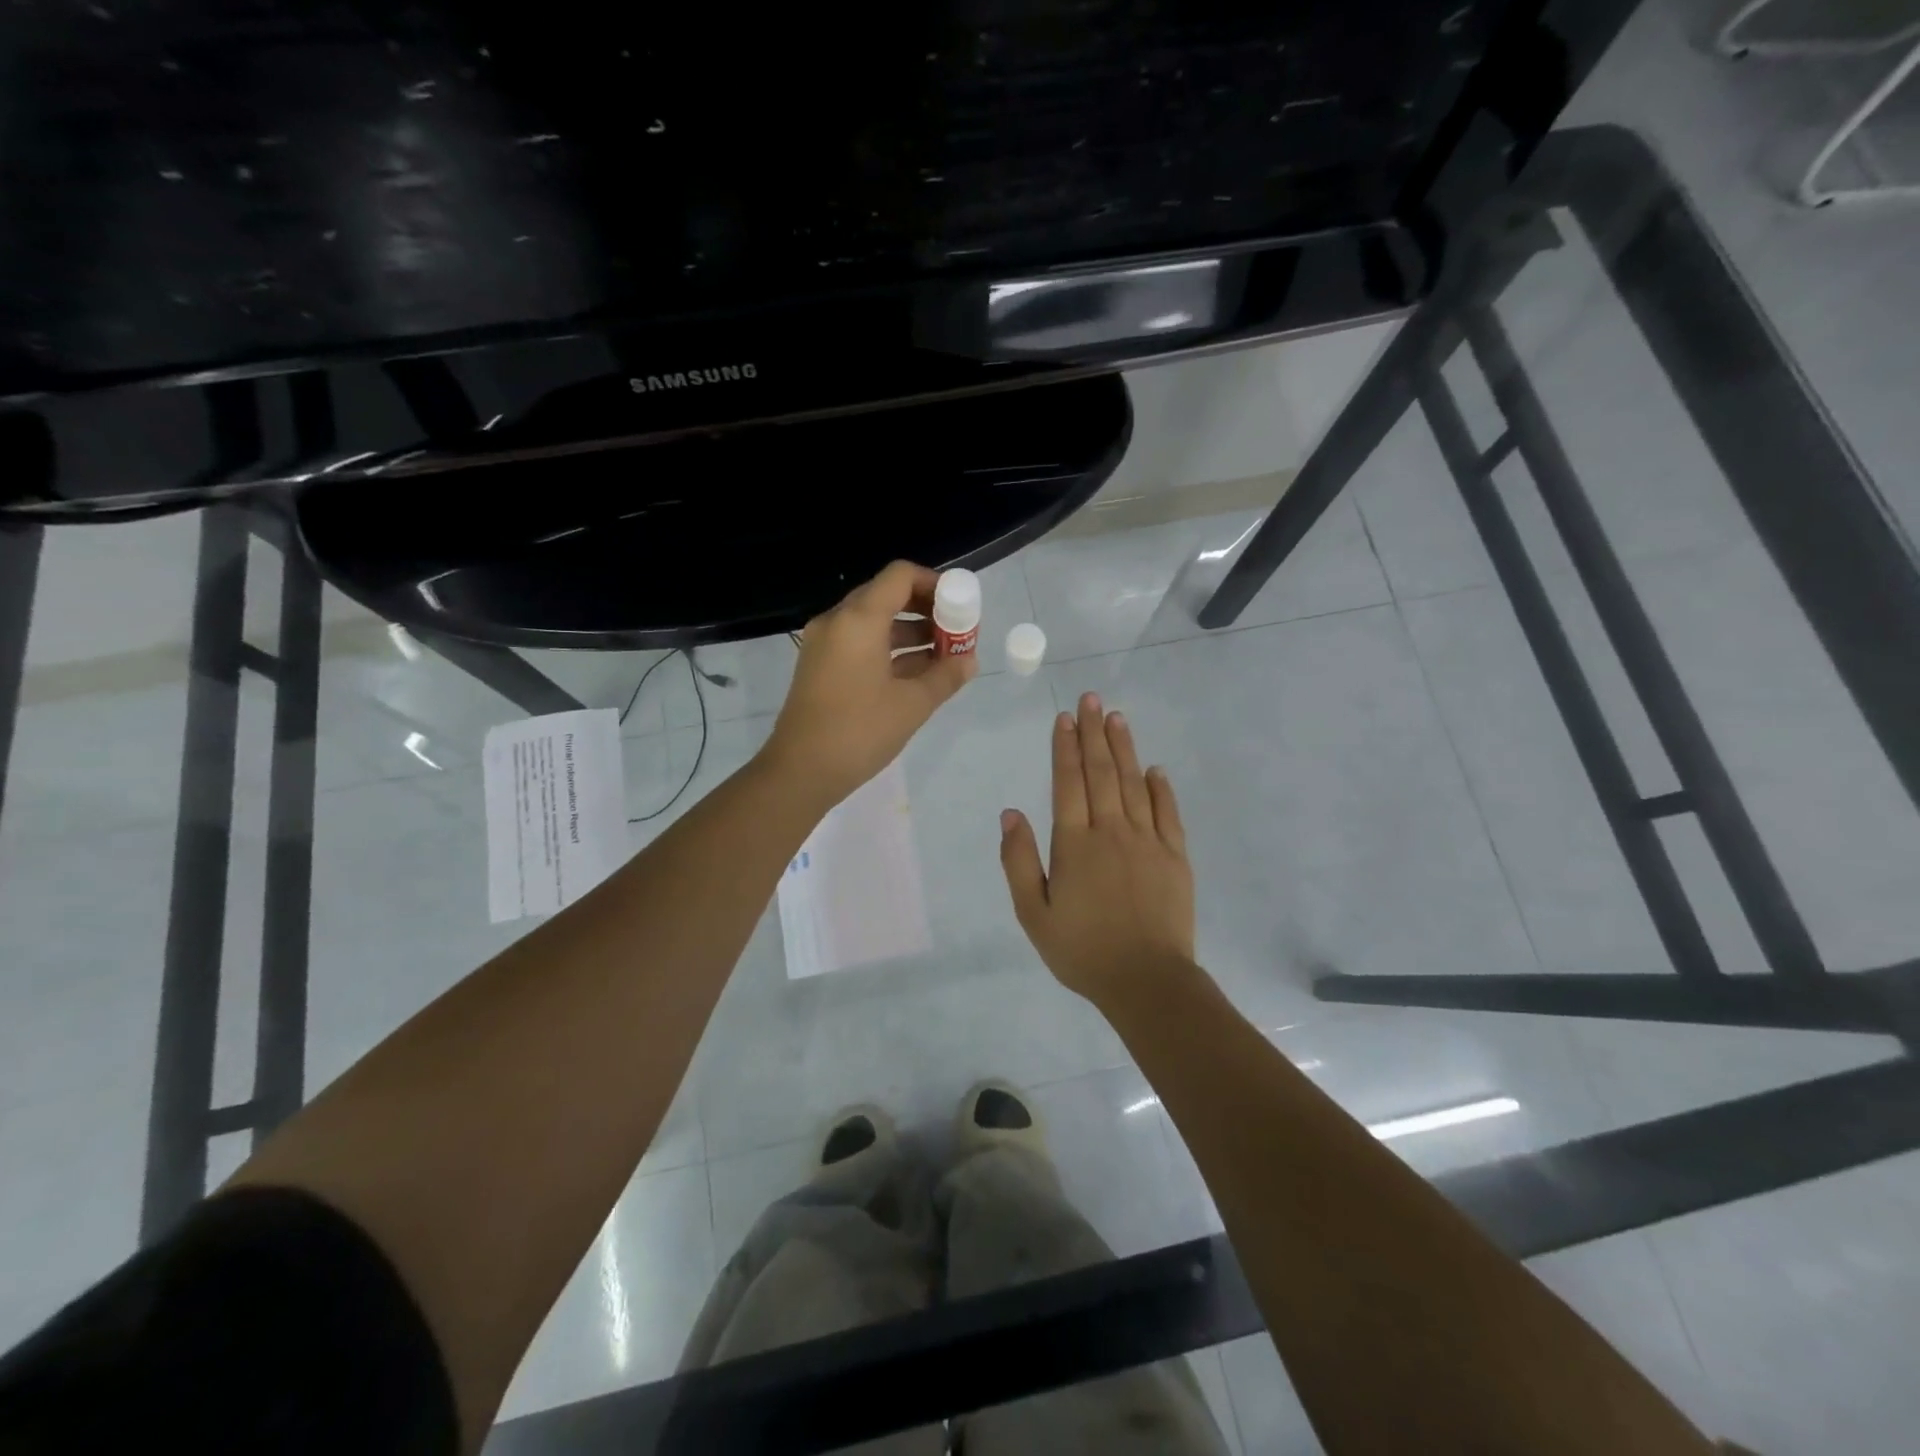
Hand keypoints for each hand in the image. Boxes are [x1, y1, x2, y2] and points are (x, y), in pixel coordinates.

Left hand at [763, 561, 976, 806]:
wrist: (800, 772)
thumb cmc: (859, 731)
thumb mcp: (912, 705)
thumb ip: (945, 676)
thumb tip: (969, 660)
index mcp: (859, 619)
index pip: (901, 576)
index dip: (935, 584)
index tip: (960, 606)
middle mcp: (837, 622)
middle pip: (887, 596)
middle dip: (926, 610)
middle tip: (956, 632)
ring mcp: (824, 644)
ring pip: (874, 623)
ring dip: (910, 633)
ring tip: (944, 657)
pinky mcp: (820, 667)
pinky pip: (860, 644)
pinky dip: (889, 651)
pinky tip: (917, 673)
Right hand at [999, 692, 1195, 1003]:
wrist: (1146, 981)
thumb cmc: (1082, 950)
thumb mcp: (1033, 913)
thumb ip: (1019, 861)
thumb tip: (1011, 813)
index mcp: (1074, 844)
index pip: (1068, 783)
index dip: (1065, 748)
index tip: (1065, 718)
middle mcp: (1111, 832)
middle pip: (1101, 773)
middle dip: (1094, 733)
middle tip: (1092, 699)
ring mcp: (1148, 841)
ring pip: (1134, 784)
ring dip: (1125, 749)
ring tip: (1117, 718)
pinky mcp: (1175, 857)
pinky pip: (1168, 813)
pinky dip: (1161, 788)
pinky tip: (1155, 769)